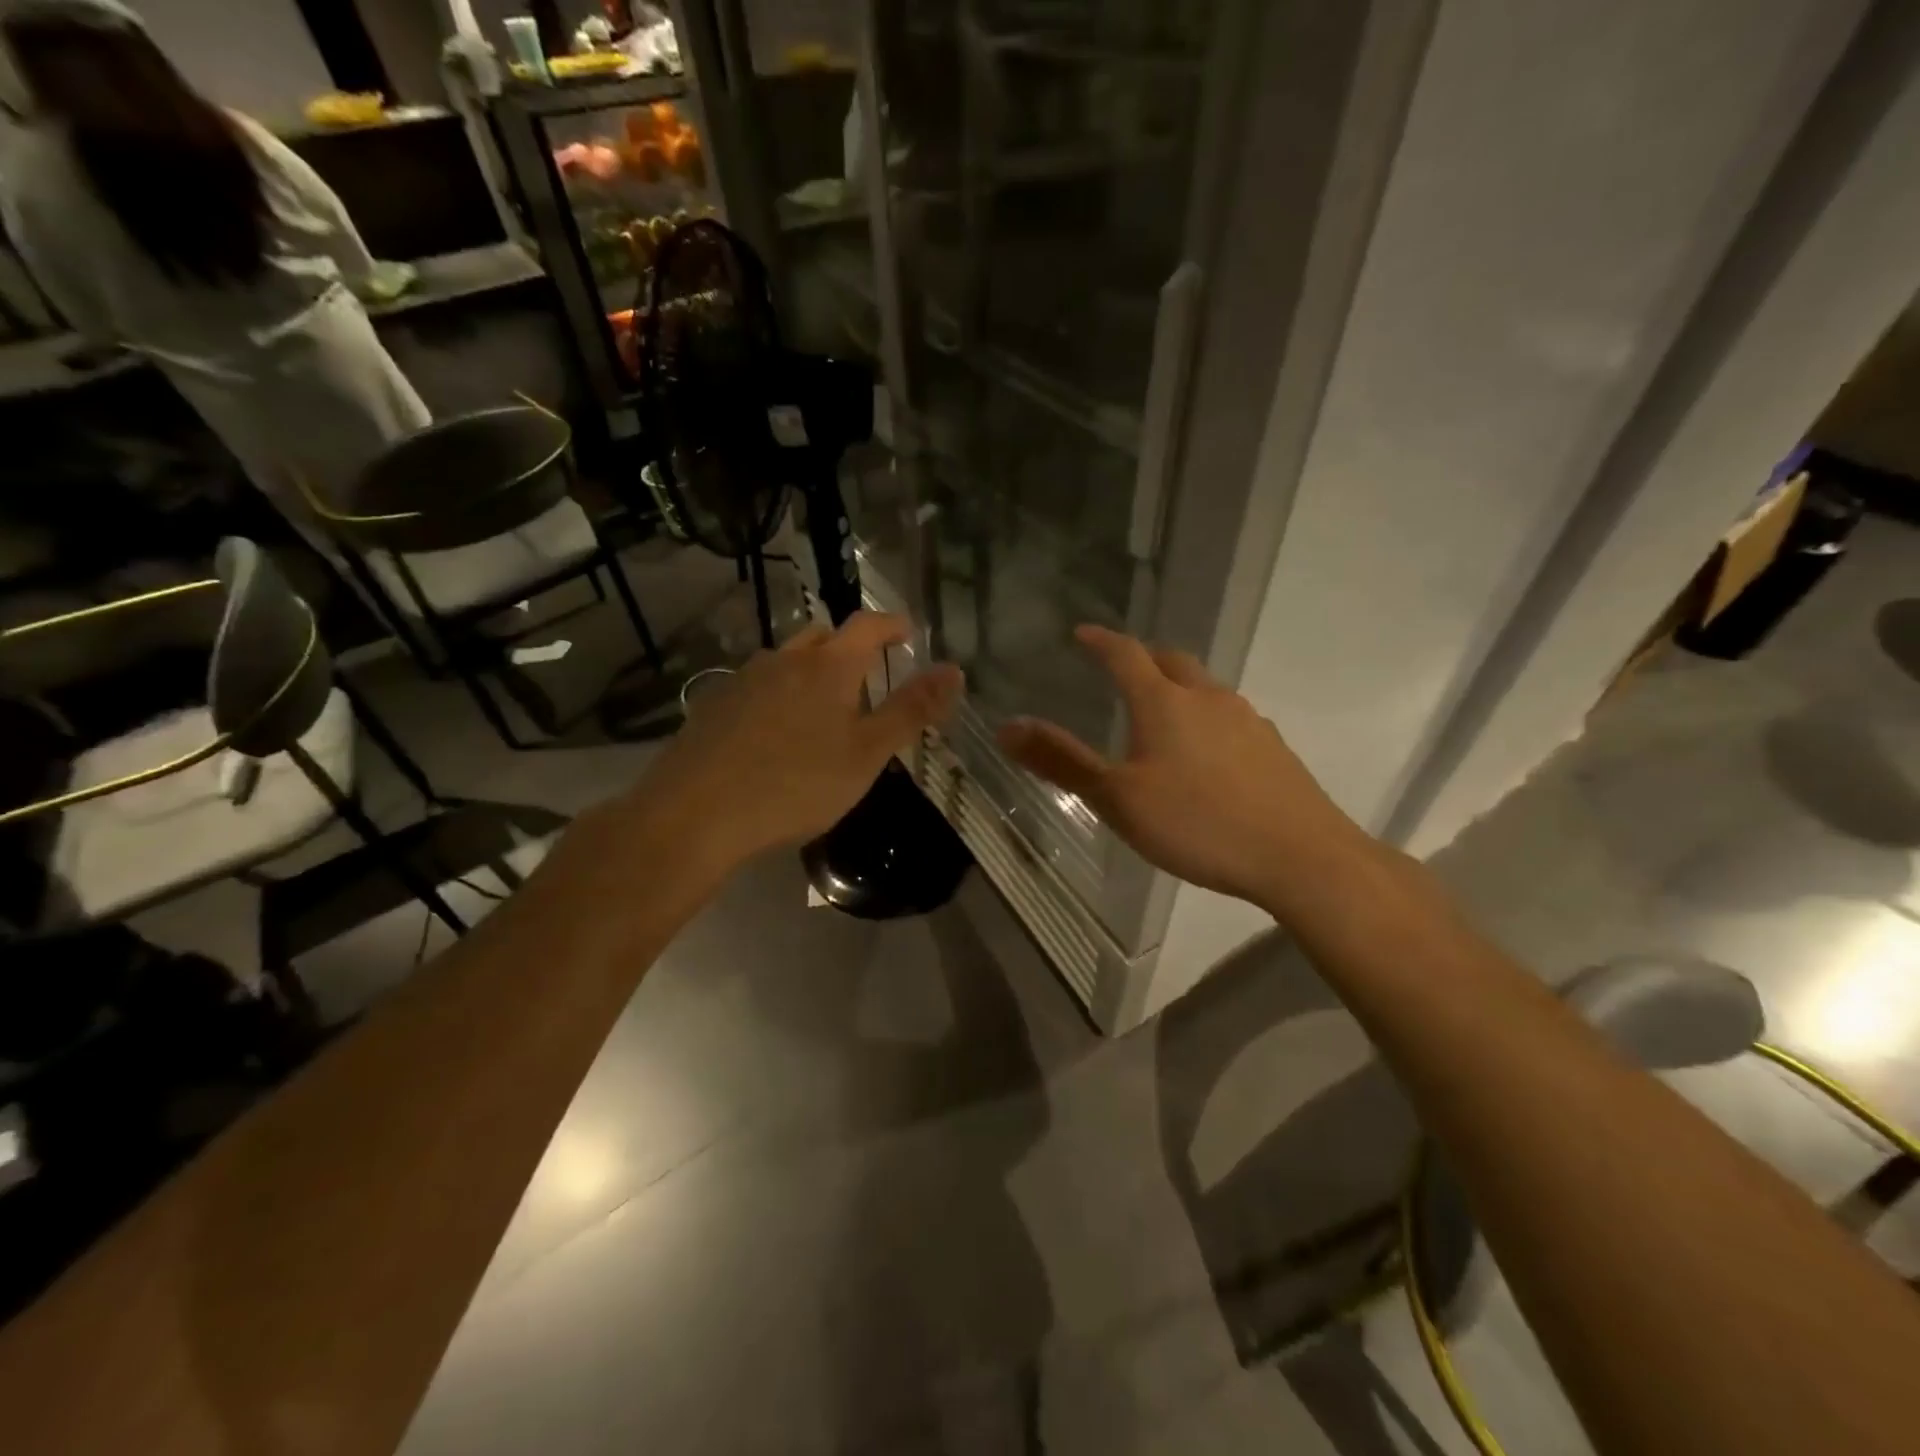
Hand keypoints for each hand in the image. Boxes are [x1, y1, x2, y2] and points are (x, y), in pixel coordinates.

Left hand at [627, 613, 962, 870]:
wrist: (696, 813)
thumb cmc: (796, 784)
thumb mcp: (867, 754)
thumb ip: (911, 710)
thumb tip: (955, 670)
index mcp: (828, 666)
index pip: (868, 625)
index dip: (893, 625)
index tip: (908, 633)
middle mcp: (784, 660)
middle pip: (823, 635)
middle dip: (849, 646)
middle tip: (867, 674)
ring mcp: (744, 680)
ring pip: (786, 660)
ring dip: (811, 671)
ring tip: (823, 708)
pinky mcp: (715, 705)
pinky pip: (758, 686)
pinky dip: (779, 694)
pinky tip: (776, 733)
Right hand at [997, 625, 1371, 914]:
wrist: (1301, 856)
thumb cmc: (1198, 823)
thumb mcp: (1118, 798)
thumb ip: (1062, 761)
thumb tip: (1006, 726)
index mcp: (1164, 702)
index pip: (1125, 654)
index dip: (1101, 641)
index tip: (1083, 633)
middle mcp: (1207, 698)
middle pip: (1171, 661)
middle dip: (1143, 658)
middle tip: (1121, 668)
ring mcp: (1247, 720)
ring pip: (1205, 688)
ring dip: (1178, 687)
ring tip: (1161, 712)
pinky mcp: (1273, 747)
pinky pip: (1230, 717)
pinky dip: (1207, 718)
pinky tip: (1206, 753)